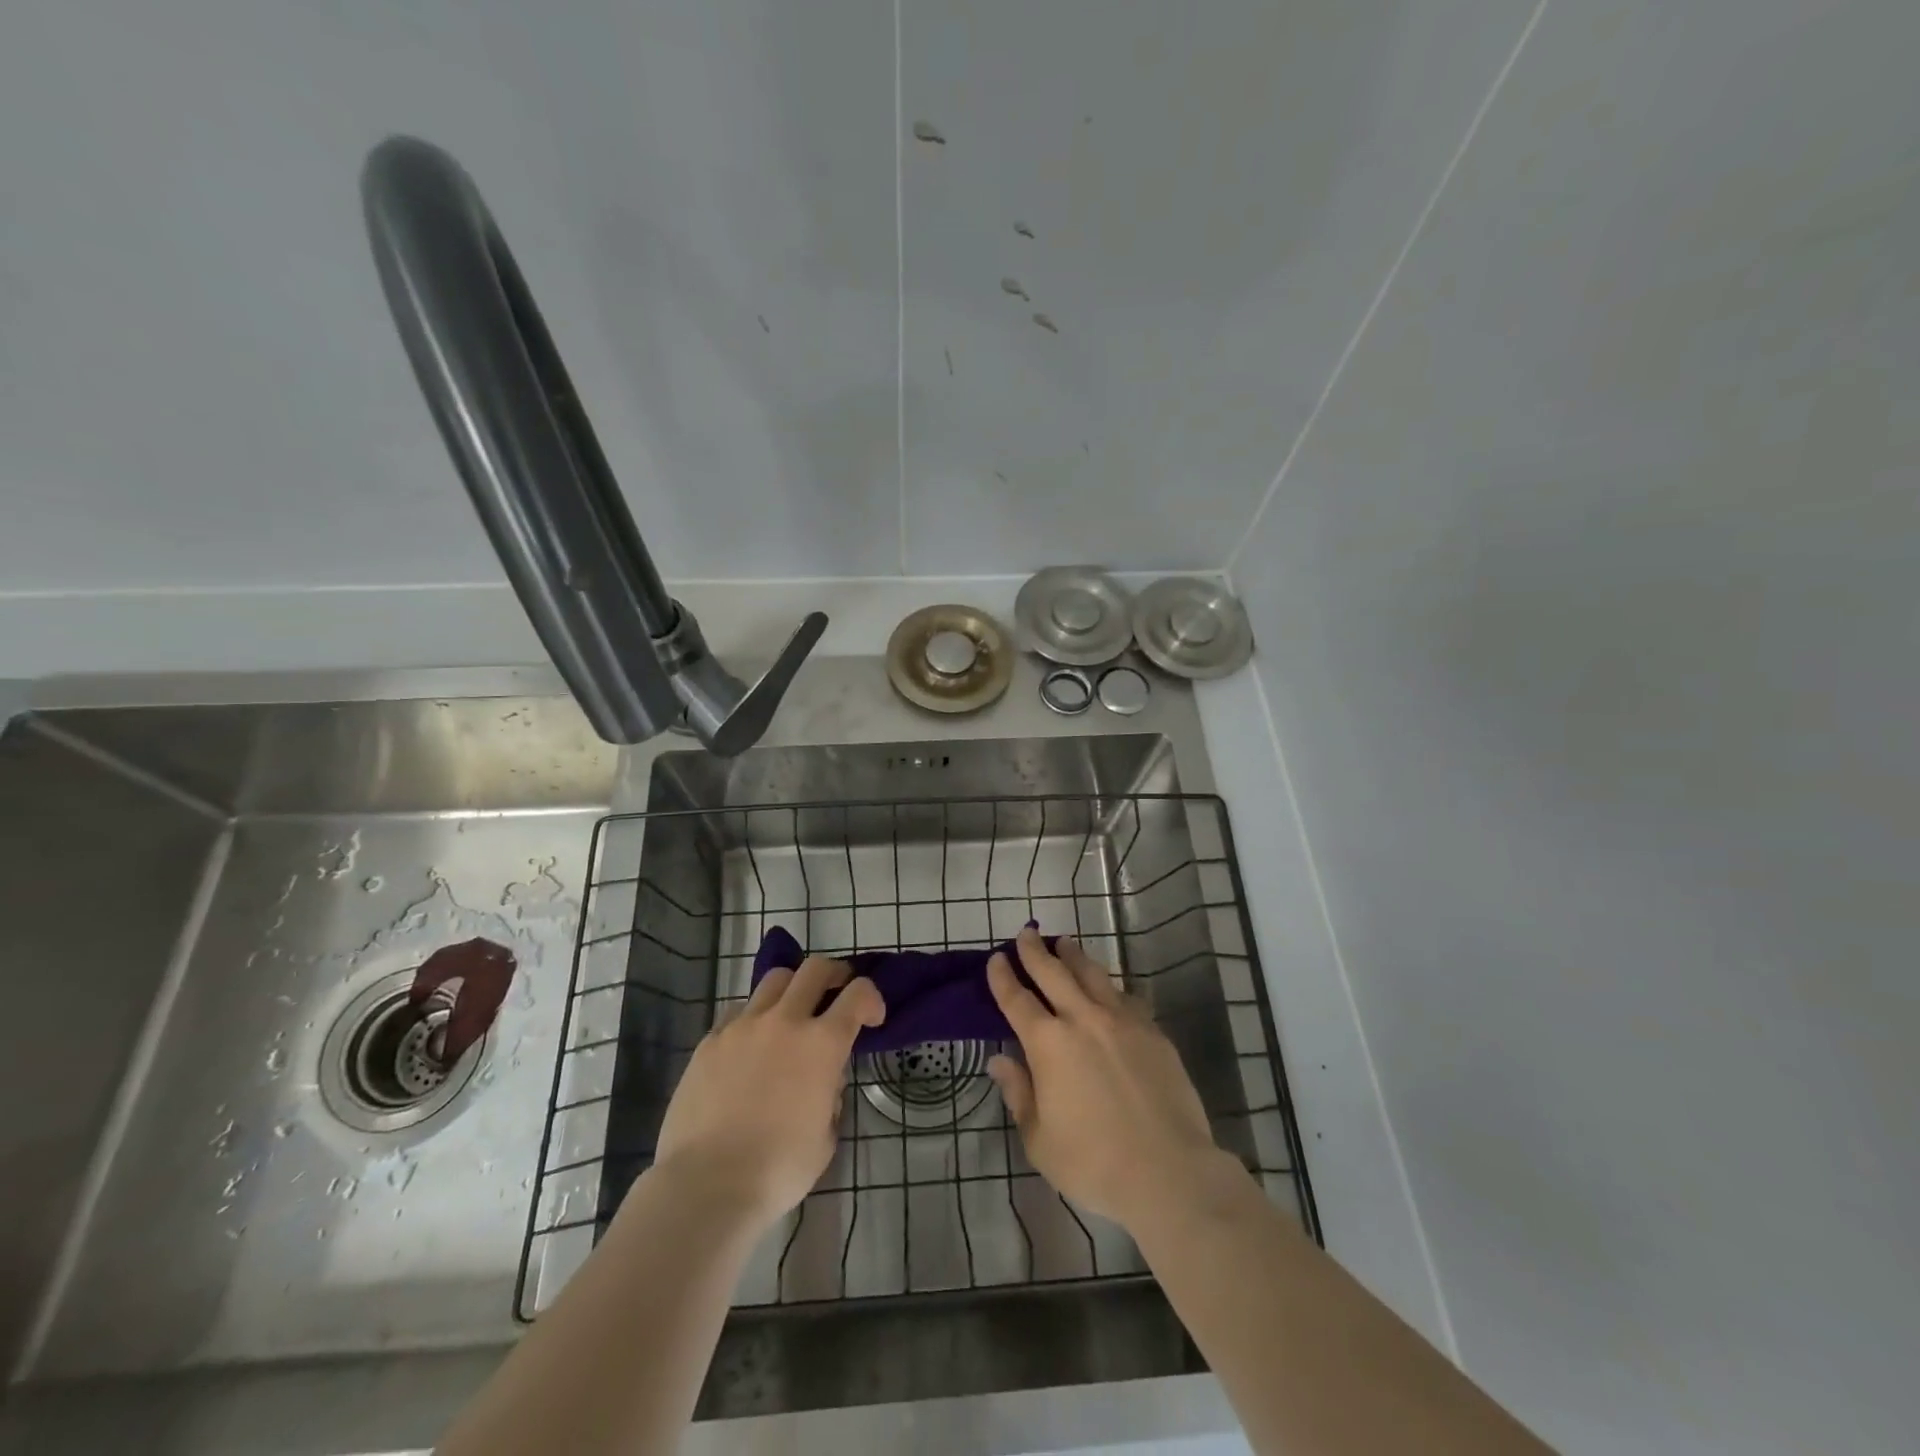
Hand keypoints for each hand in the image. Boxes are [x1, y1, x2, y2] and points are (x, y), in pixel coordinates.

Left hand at [652, 956, 883, 1231]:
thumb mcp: (825, 1137)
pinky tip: (748, 1047)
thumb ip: (830, 1097)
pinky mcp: (709, 1041)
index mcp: (822, 1044)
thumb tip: (822, 1081)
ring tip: (789, 1015)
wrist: (706, 1186)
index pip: (859, 994)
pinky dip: (752, 1019)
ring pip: (774, 980)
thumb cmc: (778, 1170)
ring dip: (791, 990)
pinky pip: (737, 1012)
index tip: (872, 1018)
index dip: (872, 999)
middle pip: (815, 969)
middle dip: (833, 975)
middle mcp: (785, 1021)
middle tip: (836, 991)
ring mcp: (743, 1026)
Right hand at [987, 926, 1222, 1231]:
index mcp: (1048, 1043)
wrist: (1168, 1171)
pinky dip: (1111, 987)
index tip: (996, 958)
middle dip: (1035, 951)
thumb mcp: (1039, 1139)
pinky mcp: (1152, 1032)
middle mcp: (1082, 1019)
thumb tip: (999, 1061)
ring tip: (1065, 943)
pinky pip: (1126, 998)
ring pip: (1092, 975)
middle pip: (1053, 973)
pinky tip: (1110, 988)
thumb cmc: (1093, 1163)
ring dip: (1074, 956)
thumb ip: (1018, 1093)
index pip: (1017, 999)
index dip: (1003, 977)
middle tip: (1026, 933)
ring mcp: (1122, 1021)